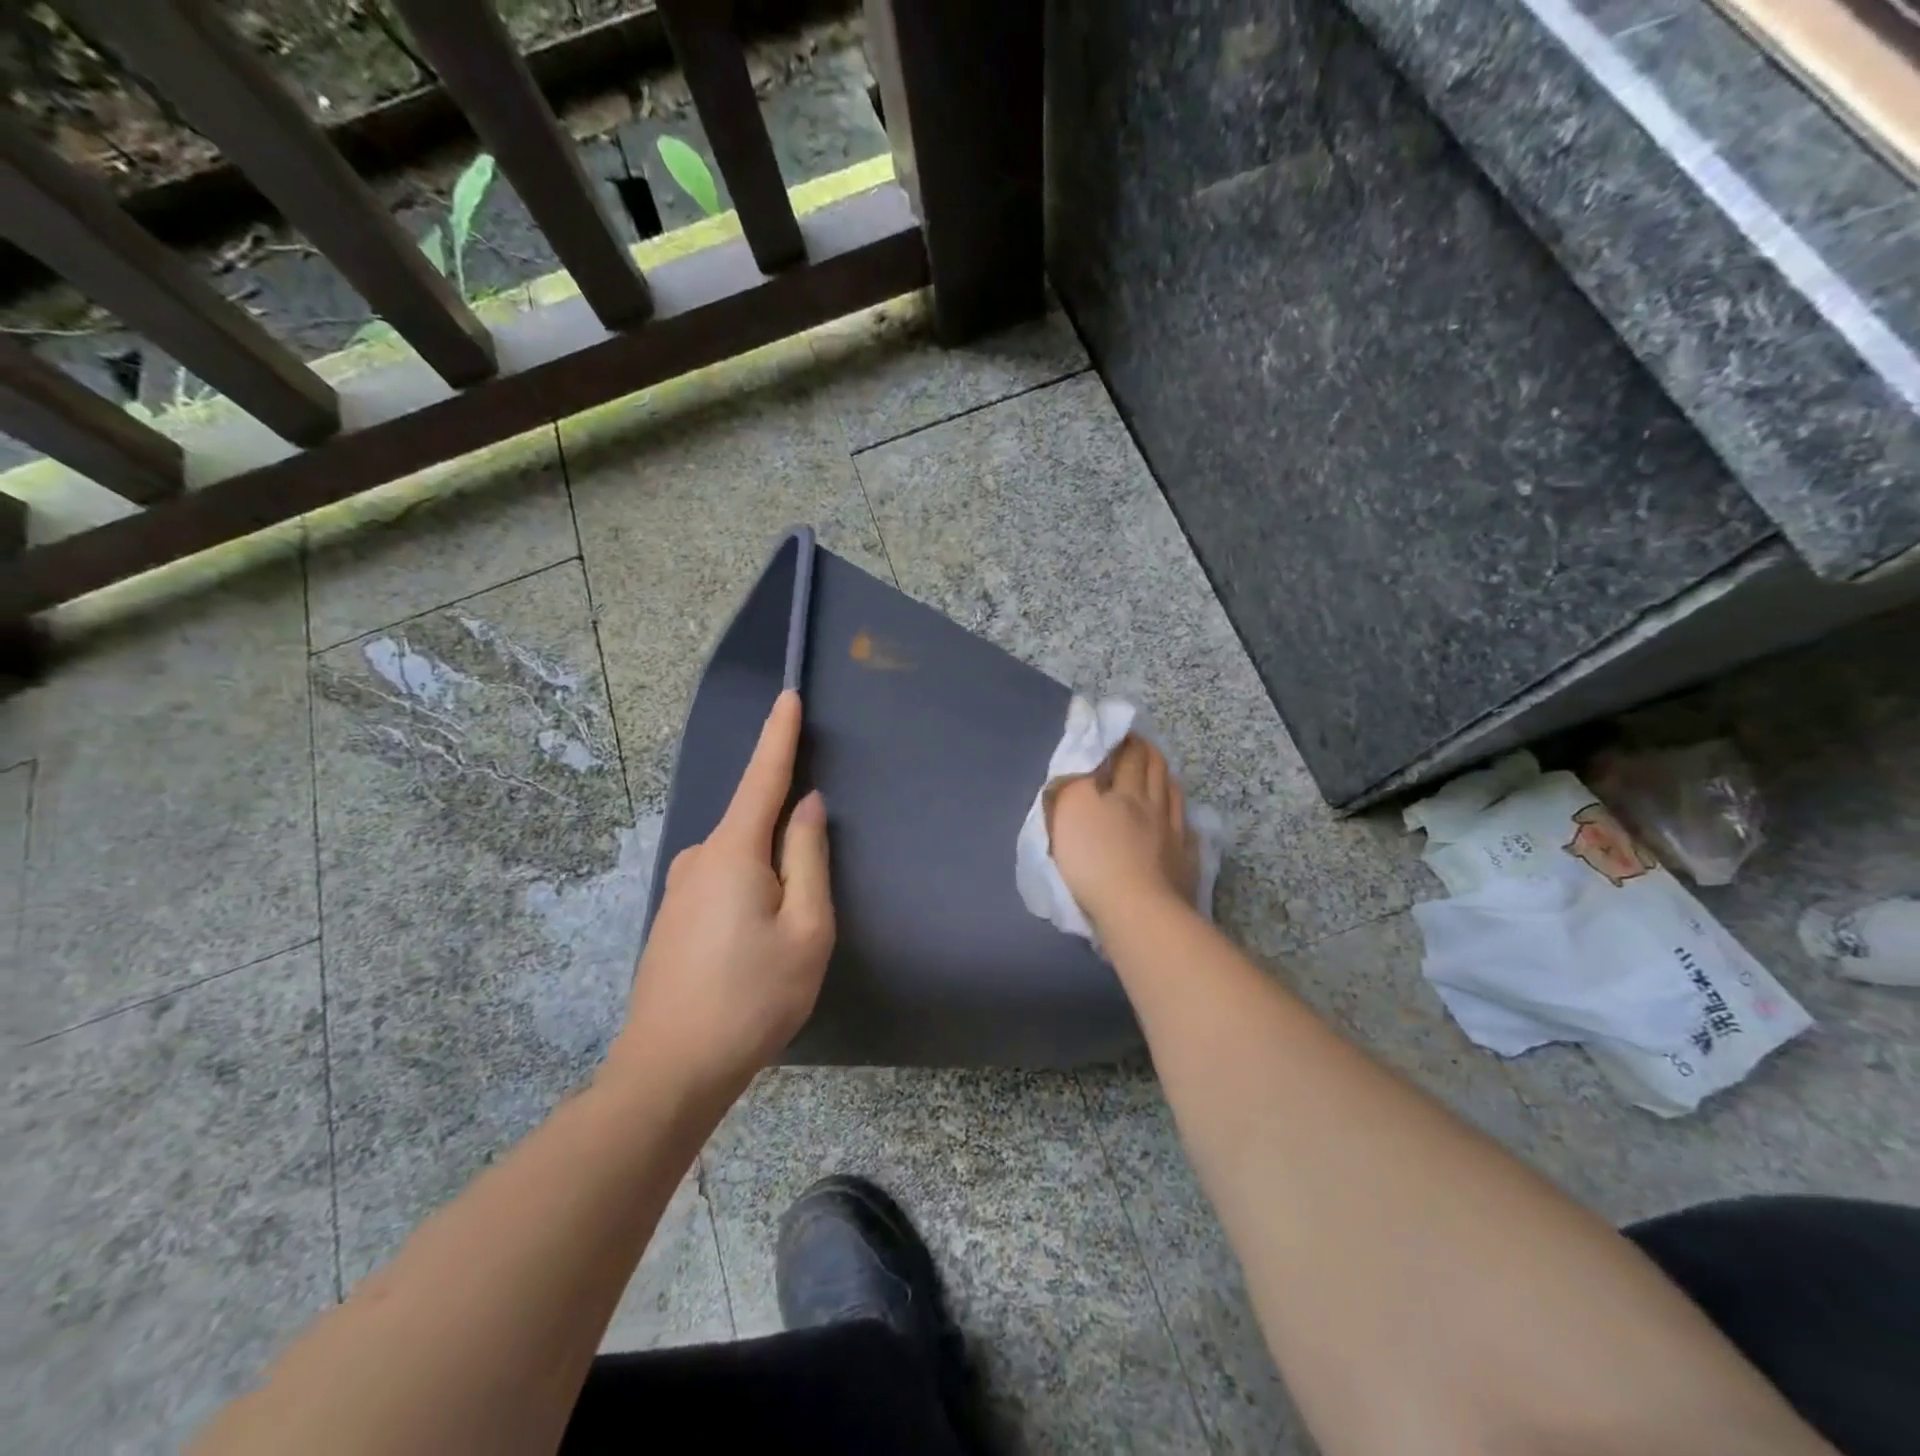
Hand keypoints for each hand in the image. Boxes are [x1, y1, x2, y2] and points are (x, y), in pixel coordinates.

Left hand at [607, 691, 833, 1102]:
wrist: (671, 1070)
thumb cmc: (753, 997)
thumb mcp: (806, 927)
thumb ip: (808, 857)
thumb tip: (806, 806)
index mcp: (732, 851)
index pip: (762, 778)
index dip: (779, 736)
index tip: (788, 698)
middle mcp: (698, 858)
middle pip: (752, 822)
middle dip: (786, 832)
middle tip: (809, 894)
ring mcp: (679, 889)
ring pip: (739, 860)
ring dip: (768, 874)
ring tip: (783, 936)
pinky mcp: (672, 918)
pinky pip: (722, 884)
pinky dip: (748, 892)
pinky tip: (753, 943)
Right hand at [1048, 734, 1198, 933]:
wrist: (1136, 910)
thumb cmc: (1094, 858)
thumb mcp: (1069, 810)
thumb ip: (1074, 778)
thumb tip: (1084, 753)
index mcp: (1124, 792)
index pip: (1127, 756)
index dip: (1124, 740)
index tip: (1119, 730)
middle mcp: (1153, 806)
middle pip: (1155, 771)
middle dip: (1147, 753)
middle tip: (1140, 744)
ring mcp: (1173, 835)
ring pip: (1173, 797)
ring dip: (1166, 779)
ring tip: (1160, 773)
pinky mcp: (1184, 864)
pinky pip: (1186, 833)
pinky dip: (1181, 820)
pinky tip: (1180, 823)